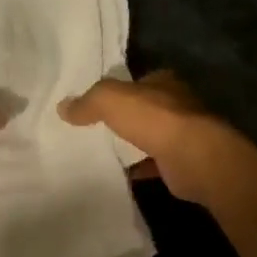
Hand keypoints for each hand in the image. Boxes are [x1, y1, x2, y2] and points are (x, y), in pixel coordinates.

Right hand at [59, 70, 233, 204]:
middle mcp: (177, 105)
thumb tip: (63, 107)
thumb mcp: (112, 100)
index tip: (96, 103)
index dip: (119, 90)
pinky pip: (153, 164)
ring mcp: (183, 135)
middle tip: (93, 129)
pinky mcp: (181, 162)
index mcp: (164, 82)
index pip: (138, 82)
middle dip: (125, 119)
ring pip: (150, 137)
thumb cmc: (155, 119)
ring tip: (101, 152)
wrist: (193, 158)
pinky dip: (138, 168)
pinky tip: (118, 174)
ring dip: (132, 144)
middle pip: (145, 110)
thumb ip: (88, 101)